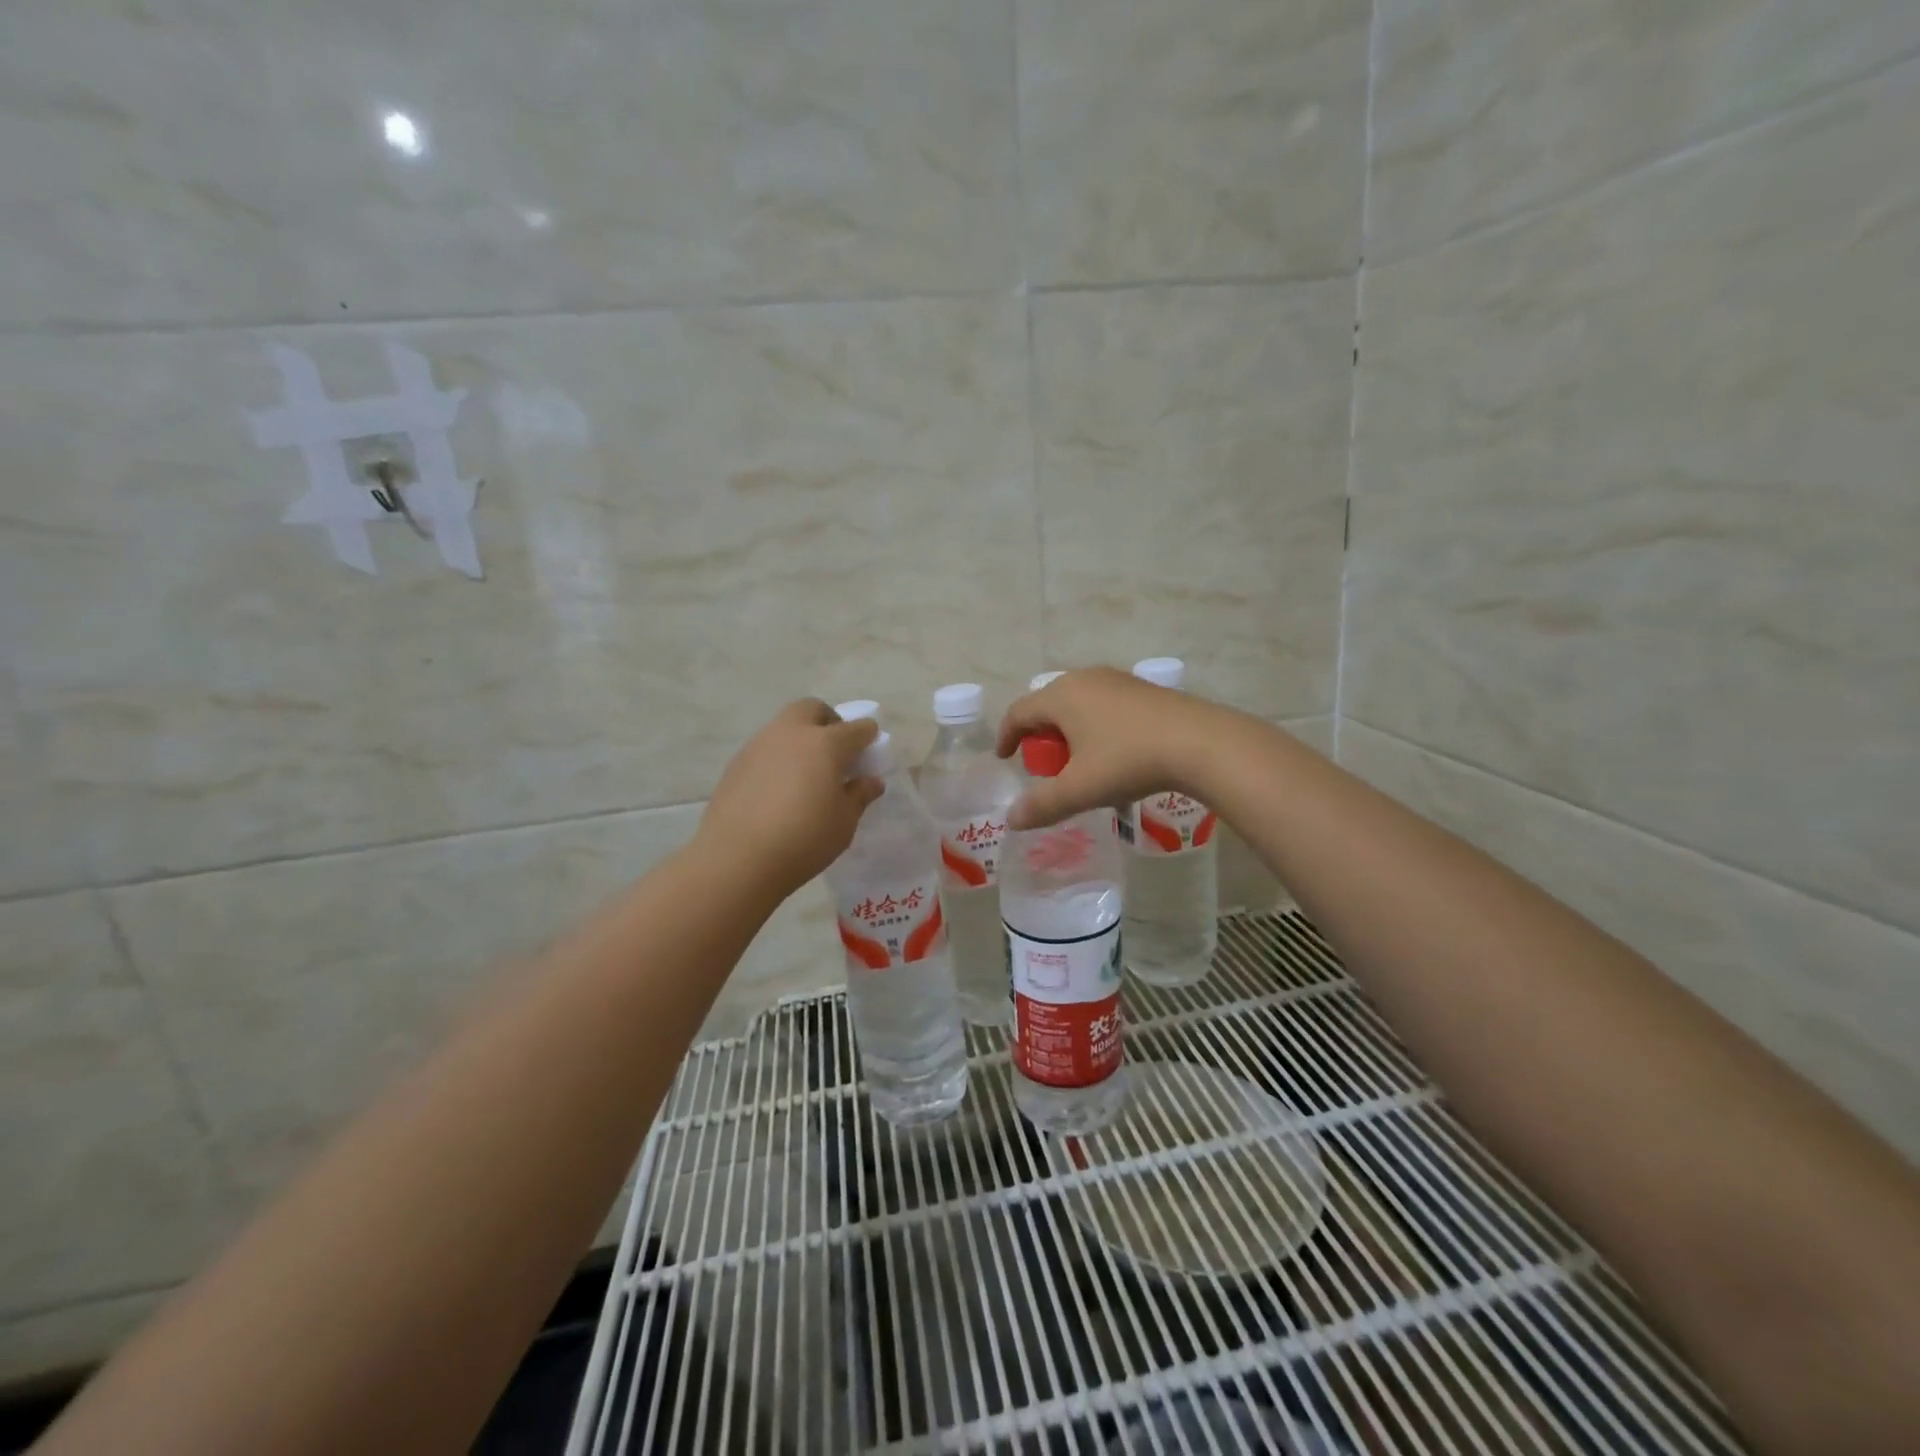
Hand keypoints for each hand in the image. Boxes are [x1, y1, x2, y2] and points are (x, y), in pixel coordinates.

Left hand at [698, 700, 884, 897]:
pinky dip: (778, 759)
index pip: (857, 728)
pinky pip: (765, 749)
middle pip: (813, 709)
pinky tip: (778, 790)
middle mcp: (792, 734)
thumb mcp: (844, 822)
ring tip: (805, 774)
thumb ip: (859, 796)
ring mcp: (759, 745)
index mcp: (826, 744)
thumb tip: (870, 781)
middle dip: (828, 722)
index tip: (870, 750)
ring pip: (785, 726)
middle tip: (835, 752)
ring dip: (800, 739)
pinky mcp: (736, 764)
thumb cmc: (804, 839)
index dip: (868, 736)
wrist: (737, 858)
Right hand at [995, 667, 1224, 828]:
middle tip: (1044, 765)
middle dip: (1040, 736)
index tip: (1005, 758)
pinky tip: (1115, 756)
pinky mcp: (1144, 690)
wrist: (1200, 743)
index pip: (1019, 712)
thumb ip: (1042, 804)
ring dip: (1071, 733)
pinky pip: (1106, 706)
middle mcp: (1086, 679)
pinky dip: (1097, 728)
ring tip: (1080, 763)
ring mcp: (1118, 680)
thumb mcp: (1080, 789)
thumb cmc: (1128, 761)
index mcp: (1061, 696)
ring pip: (1080, 704)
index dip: (1006, 736)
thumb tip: (1013, 820)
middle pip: (1049, 705)